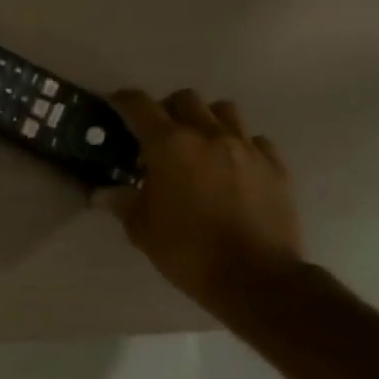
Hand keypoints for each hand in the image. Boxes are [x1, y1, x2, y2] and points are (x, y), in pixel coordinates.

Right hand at [103, 89, 305, 317]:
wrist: (257, 279)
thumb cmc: (188, 251)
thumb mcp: (142, 230)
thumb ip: (123, 203)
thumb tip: (102, 193)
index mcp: (169, 146)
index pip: (139, 105)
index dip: (123, 100)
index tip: (114, 104)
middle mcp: (209, 135)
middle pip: (185, 99)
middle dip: (167, 109)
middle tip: (158, 134)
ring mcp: (246, 148)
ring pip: (224, 111)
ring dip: (206, 119)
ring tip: (198, 144)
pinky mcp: (275, 166)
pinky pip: (254, 140)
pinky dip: (239, 145)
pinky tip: (232, 167)